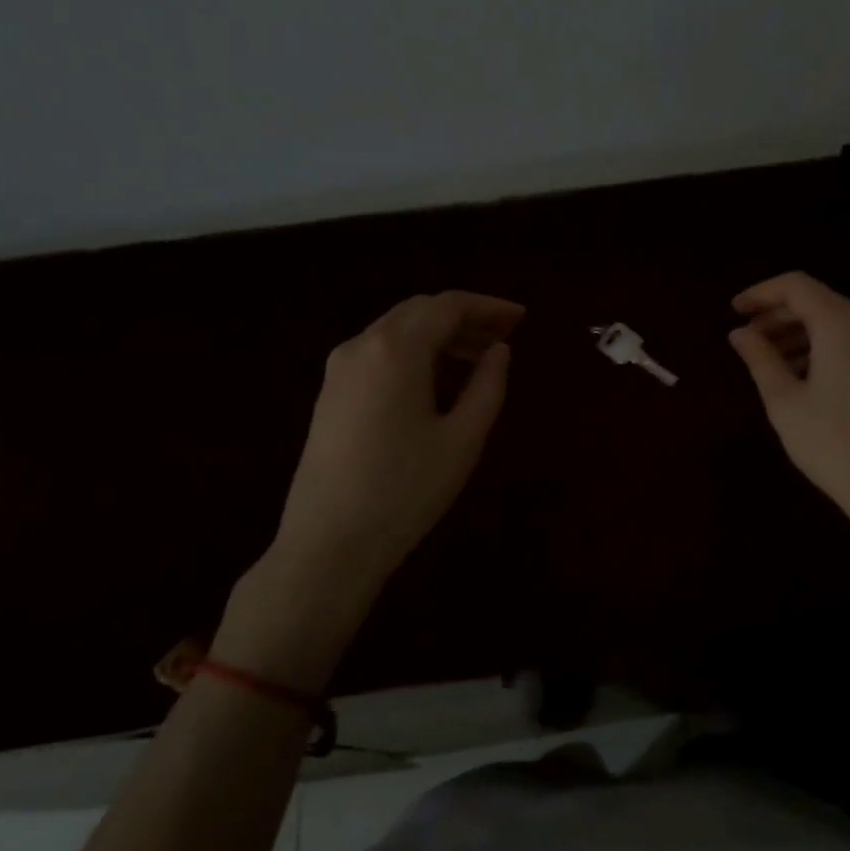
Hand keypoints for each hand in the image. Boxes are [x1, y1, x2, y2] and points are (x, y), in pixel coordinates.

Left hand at [218, 292, 522, 692]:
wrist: (328, 544)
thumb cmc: (405, 491)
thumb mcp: (462, 439)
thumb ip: (488, 385)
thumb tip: (499, 351)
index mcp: (396, 349)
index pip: (448, 306)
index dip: (489, 306)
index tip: (521, 318)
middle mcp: (362, 345)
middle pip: (420, 311)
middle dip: (465, 318)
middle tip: (503, 338)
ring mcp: (339, 369)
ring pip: (397, 330)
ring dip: (439, 336)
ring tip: (478, 360)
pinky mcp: (331, 393)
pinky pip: (379, 353)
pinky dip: (414, 353)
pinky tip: (437, 382)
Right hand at [729, 272, 849, 562]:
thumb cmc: (835, 446)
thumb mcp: (785, 403)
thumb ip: (759, 359)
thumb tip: (739, 333)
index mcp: (844, 325)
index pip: (796, 286)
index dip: (761, 293)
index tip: (733, 311)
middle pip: (818, 302)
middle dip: (778, 315)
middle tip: (746, 338)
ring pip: (837, 323)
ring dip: (800, 333)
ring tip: (768, 361)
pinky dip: (823, 348)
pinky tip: (803, 375)